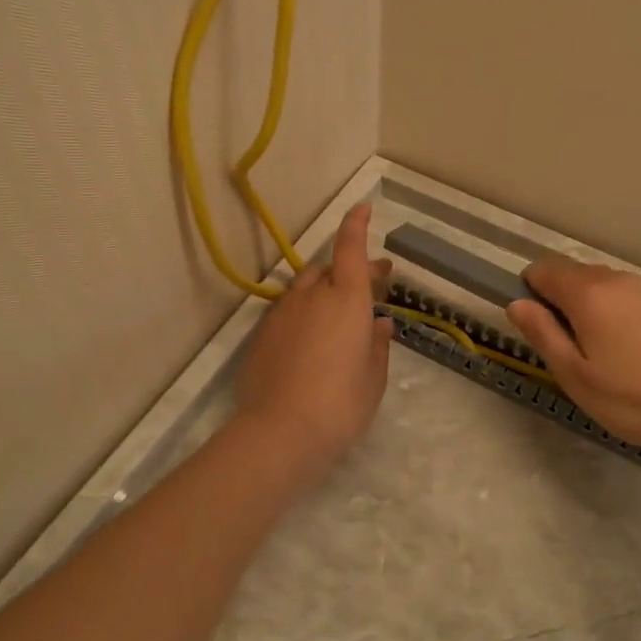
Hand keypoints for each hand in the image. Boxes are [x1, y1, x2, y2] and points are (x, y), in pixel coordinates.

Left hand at [234, 203, 394, 473]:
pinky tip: (309, 342)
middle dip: (350, 270)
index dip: (356, 225)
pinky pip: (288, 312)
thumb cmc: (341, 404)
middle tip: (372, 284)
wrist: (280, 432)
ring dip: (324, 292)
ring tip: (337, 317)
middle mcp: (313, 296)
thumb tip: (378, 324)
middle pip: (329, 268)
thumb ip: (376, 345)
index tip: (363, 207)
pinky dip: (303, 314)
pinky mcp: (262, 335)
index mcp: (348, 299)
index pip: (351, 248)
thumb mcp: (372, 378)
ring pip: (305, 289)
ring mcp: (283, 314)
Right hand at [506, 255, 640, 451]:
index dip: (533, 289)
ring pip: (617, 286)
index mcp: (588, 294)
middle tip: (577, 344)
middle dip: (569, 298)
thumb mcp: (575, 376)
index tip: (539, 320)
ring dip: (605, 306)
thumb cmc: (633, 400)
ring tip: (618, 350)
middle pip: (581, 275)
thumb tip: (517, 303)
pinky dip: (638, 314)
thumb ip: (542, 334)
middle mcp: (622, 279)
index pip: (545, 269)